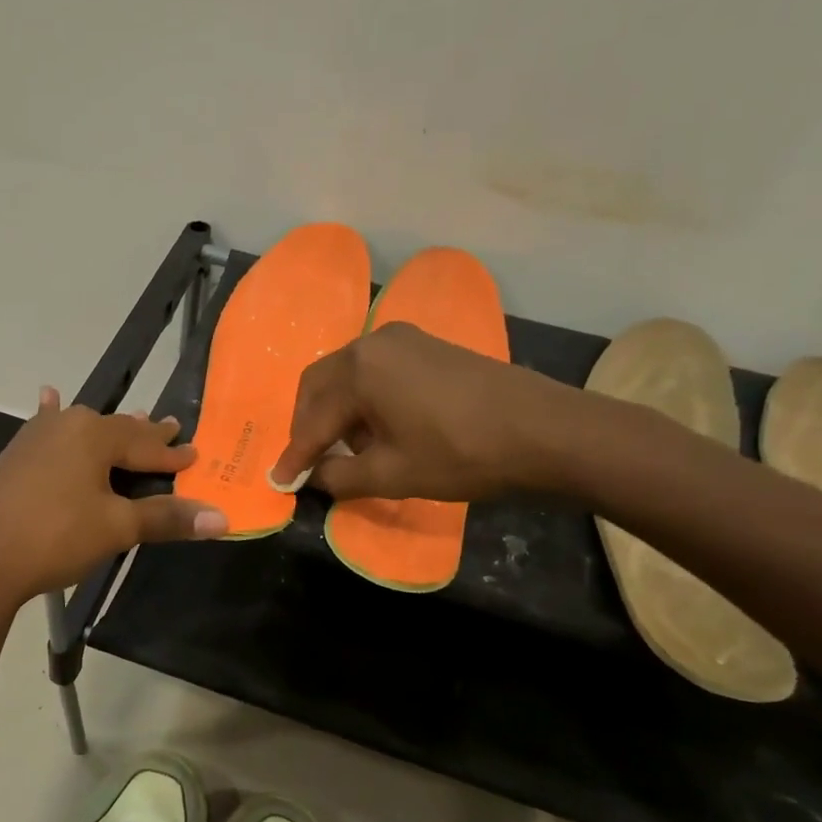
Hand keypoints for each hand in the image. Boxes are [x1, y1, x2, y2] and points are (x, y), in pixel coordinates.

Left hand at [0, 388, 227, 608]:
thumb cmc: (54, 536)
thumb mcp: (116, 528)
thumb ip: (166, 518)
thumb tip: (222, 518)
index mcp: (95, 435)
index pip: (147, 445)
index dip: (174, 455)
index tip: (196, 454)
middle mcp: (66, 425)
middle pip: (117, 430)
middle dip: (145, 435)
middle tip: (170, 428)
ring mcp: (36, 438)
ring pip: (84, 430)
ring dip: (110, 431)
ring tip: (131, 421)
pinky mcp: (15, 456)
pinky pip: (48, 430)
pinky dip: (56, 418)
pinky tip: (49, 398)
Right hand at [270, 322, 584, 502]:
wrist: (543, 430)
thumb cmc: (461, 454)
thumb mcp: (392, 475)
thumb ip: (339, 478)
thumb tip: (312, 478)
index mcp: (358, 370)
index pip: (313, 420)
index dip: (295, 455)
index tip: (278, 481)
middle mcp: (372, 343)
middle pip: (320, 385)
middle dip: (309, 425)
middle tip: (309, 462)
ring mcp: (402, 340)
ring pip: (346, 375)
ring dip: (336, 411)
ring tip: (347, 450)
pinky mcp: (426, 345)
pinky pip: (375, 370)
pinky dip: (363, 398)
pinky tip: (378, 427)